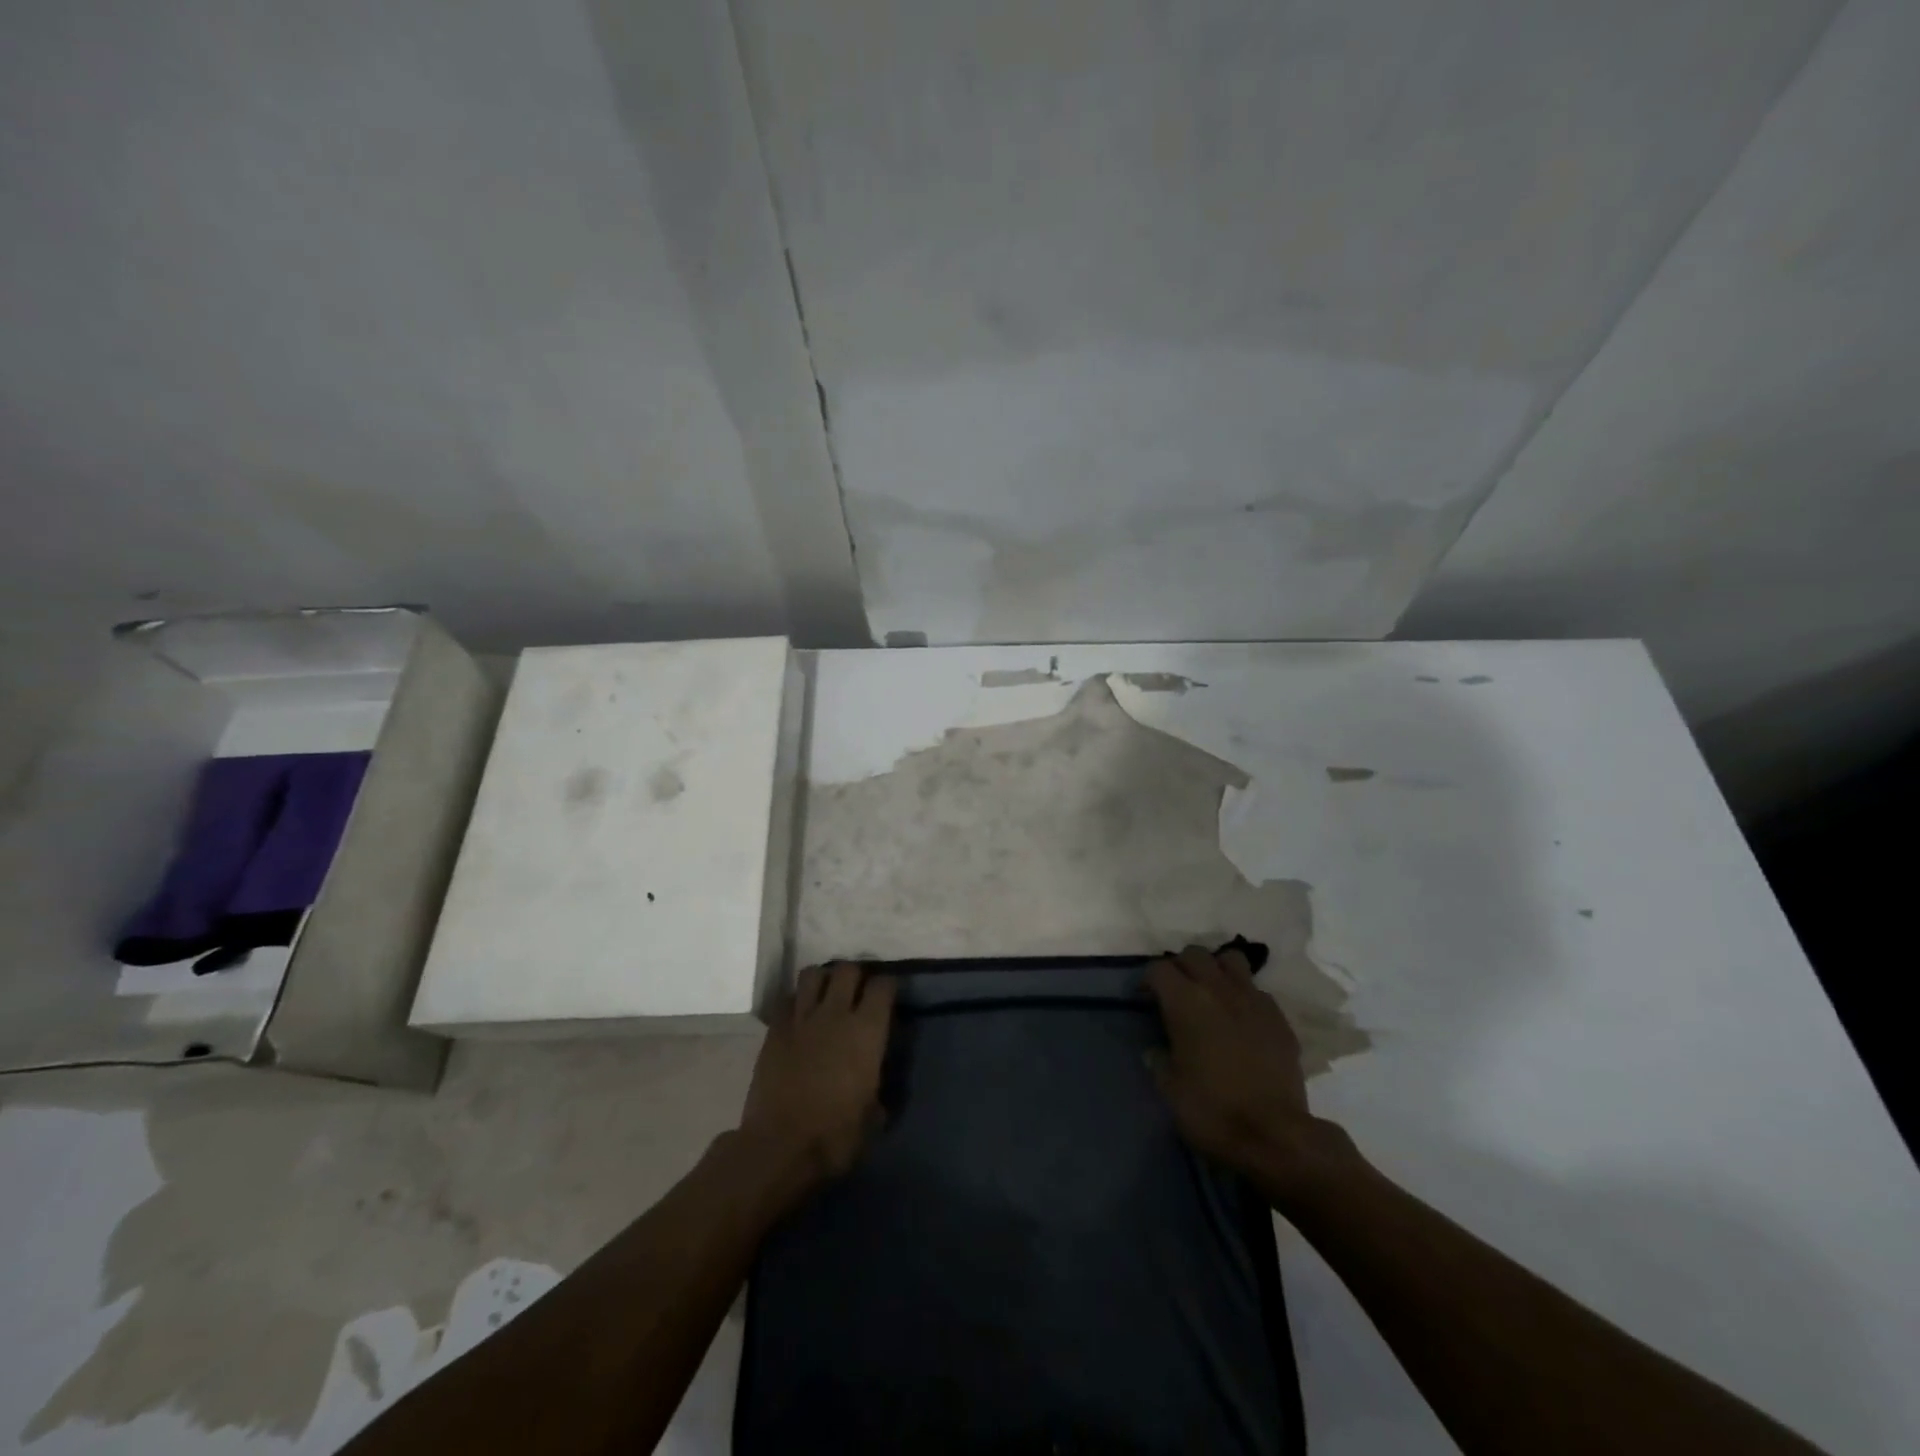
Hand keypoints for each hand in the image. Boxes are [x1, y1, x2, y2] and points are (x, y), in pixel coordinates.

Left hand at [739, 962, 894, 1189]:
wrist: (780, 1147)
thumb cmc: (835, 1136)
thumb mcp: (873, 1117)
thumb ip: (879, 1088)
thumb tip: (877, 1086)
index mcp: (867, 1031)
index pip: (884, 985)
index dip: (888, 986)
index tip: (888, 996)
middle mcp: (836, 1014)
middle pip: (848, 969)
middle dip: (855, 975)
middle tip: (857, 991)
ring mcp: (802, 1018)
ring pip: (813, 974)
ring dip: (823, 980)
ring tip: (826, 995)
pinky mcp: (775, 1030)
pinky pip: (787, 999)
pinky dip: (796, 1001)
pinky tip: (799, 1016)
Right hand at [1147, 945, 1358, 1204]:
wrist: (1276, 1136)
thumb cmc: (1213, 1111)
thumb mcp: (1170, 1090)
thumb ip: (1159, 1061)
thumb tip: (1157, 1050)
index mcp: (1185, 1002)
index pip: (1159, 969)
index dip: (1148, 981)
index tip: (1146, 999)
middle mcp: (1218, 990)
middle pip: (1195, 953)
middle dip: (1181, 966)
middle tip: (1176, 992)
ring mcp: (1253, 1000)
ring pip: (1231, 960)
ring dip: (1217, 970)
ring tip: (1212, 994)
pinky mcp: (1279, 1018)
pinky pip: (1257, 990)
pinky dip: (1244, 996)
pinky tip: (1241, 1020)